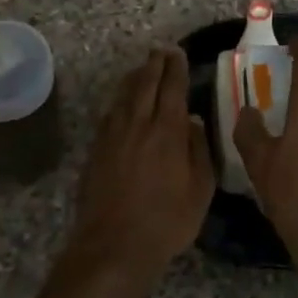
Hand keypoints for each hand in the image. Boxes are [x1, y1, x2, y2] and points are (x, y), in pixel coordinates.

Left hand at [17, 47, 214, 297]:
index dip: (176, 68)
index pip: (172, 88)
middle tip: (161, 50)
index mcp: (168, 131)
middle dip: (155, 64)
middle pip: (146, 84)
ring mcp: (113, 135)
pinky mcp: (97, 149)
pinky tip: (122, 101)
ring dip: (135, 77)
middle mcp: (139, 124)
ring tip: (142, 67)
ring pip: (124, 95)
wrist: (114, 246)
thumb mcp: (200, 190)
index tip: (179, 53)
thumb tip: (192, 122)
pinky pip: (110, 113)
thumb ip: (199, 150)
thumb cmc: (166, 221)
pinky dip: (119, 99)